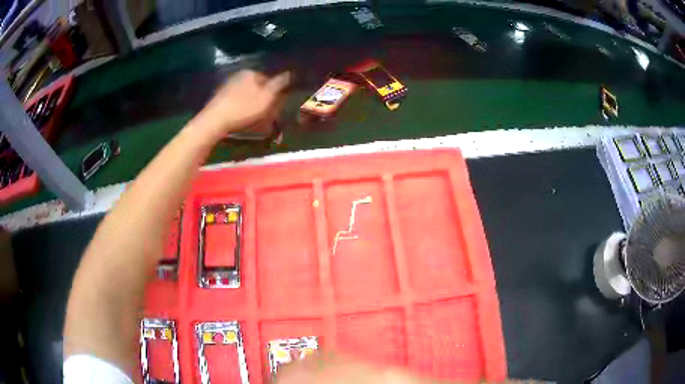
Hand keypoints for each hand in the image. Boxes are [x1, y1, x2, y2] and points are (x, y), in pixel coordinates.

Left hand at [191, 70, 289, 139]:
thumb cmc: (243, 109)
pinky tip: (239, 117)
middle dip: (262, 98)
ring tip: (253, 118)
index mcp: (251, 72)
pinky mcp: (219, 97)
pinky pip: (235, 101)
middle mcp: (238, 75)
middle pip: (256, 86)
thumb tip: (290, 73)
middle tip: (265, 114)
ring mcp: (227, 85)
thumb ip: (278, 84)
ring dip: (251, 104)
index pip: (269, 80)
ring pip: (245, 93)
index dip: (274, 94)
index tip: (276, 106)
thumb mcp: (266, 98)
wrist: (213, 121)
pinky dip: (240, 107)